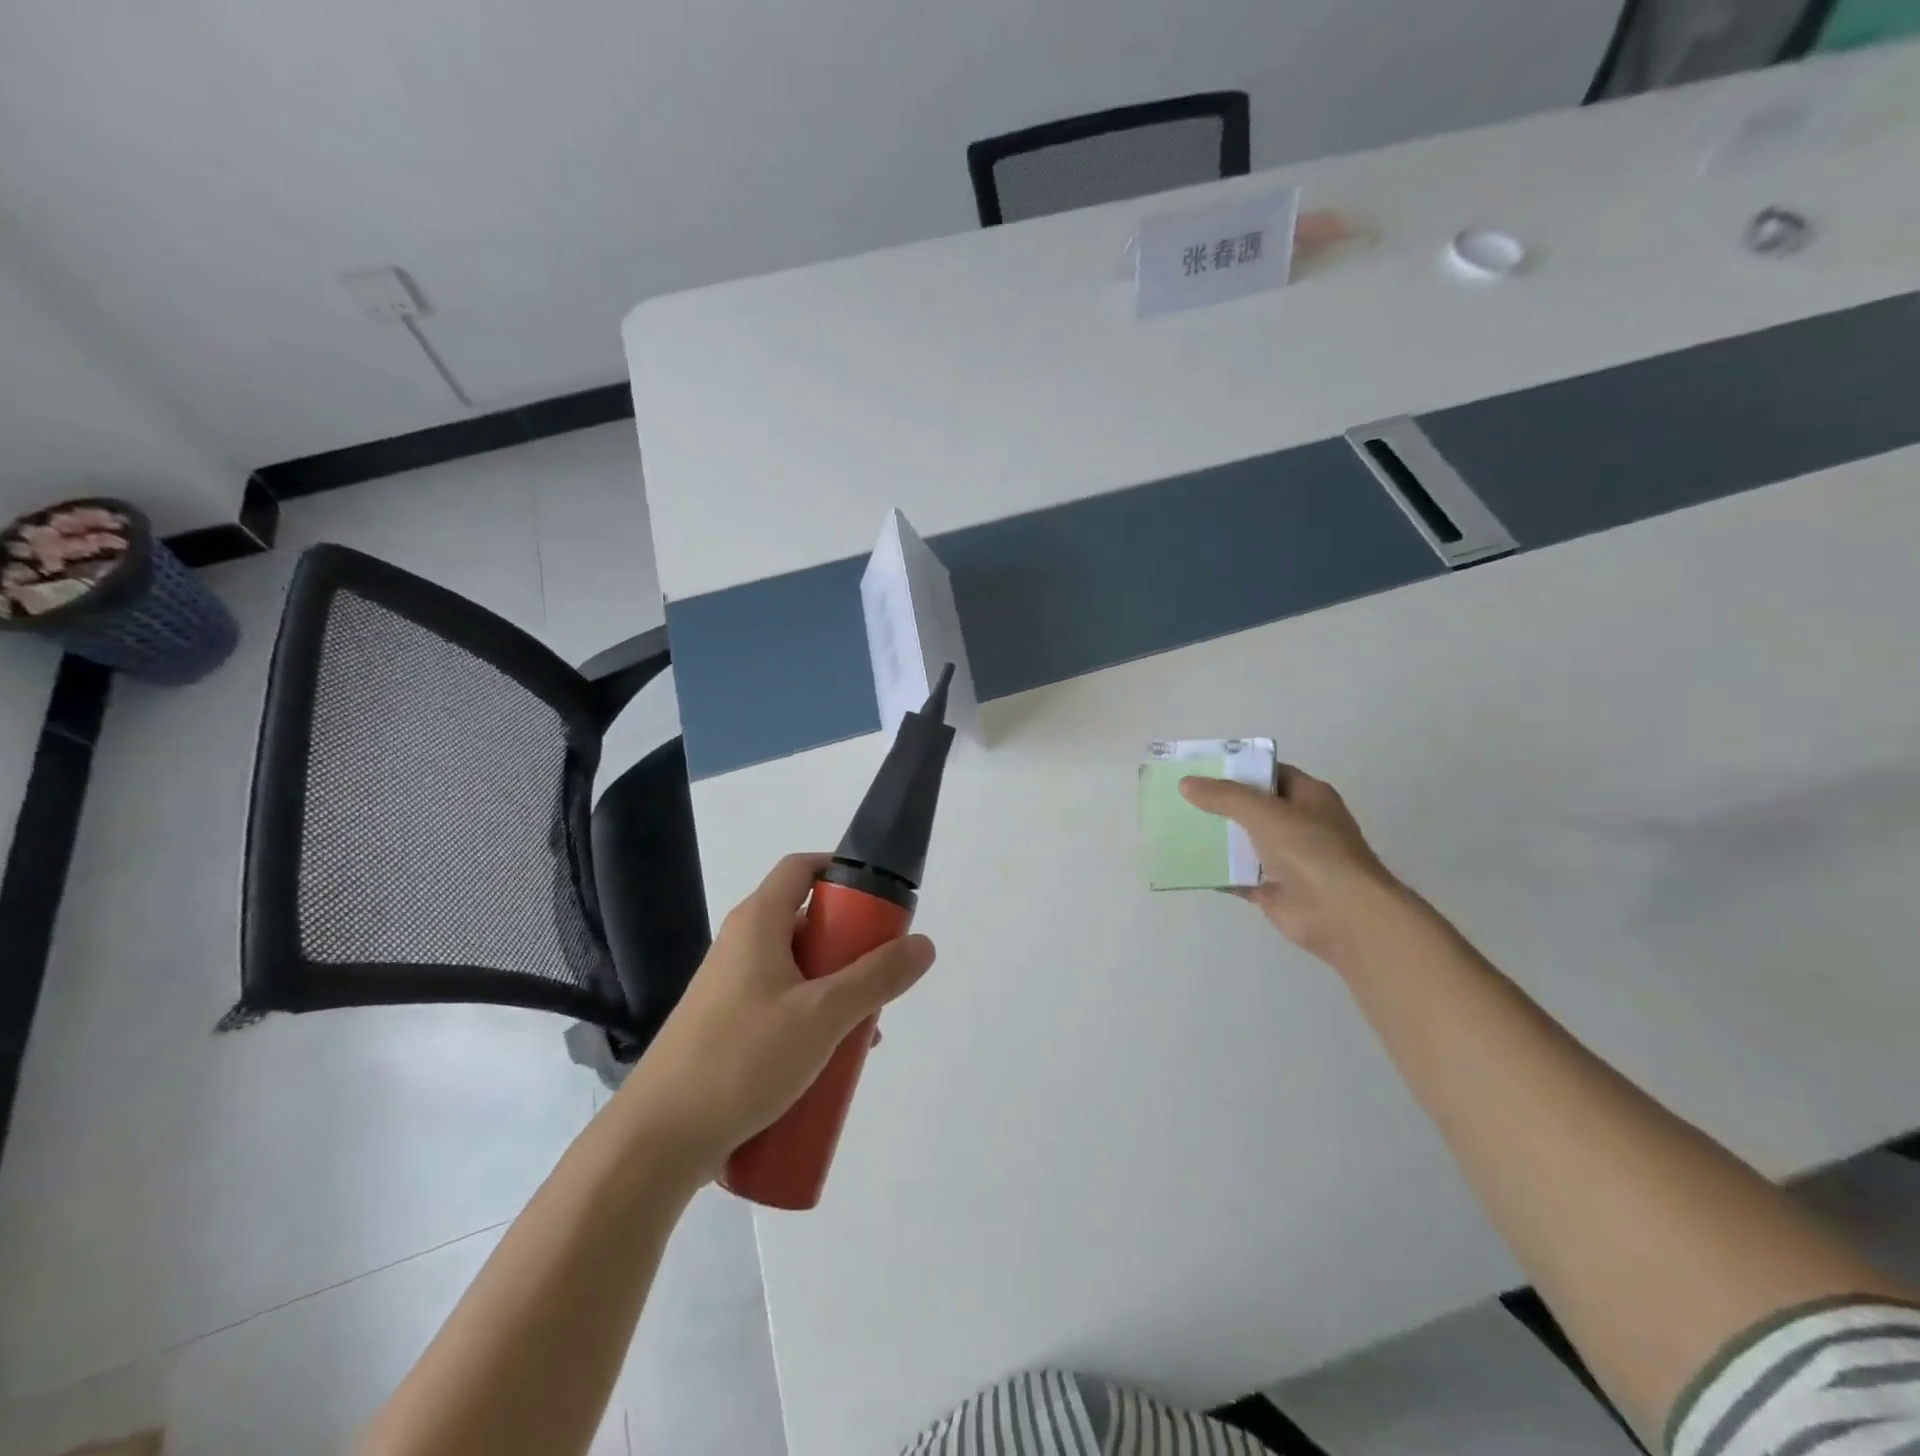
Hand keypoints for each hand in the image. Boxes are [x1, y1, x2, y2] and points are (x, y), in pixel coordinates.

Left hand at [617, 853, 935, 1179]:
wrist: (656, 1140)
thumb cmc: (741, 1059)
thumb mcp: (822, 1016)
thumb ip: (876, 978)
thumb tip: (924, 944)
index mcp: (758, 922)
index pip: (802, 868)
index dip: (842, 870)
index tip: (881, 899)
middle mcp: (741, 944)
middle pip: (806, 920)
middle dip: (851, 944)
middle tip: (882, 975)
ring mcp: (730, 987)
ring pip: (797, 968)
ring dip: (835, 988)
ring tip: (865, 1029)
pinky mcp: (726, 1026)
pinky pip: (781, 1004)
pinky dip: (812, 1017)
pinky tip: (832, 1060)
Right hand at [1180, 766, 1408, 964]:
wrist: (1341, 914)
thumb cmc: (1310, 850)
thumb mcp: (1264, 812)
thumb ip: (1224, 796)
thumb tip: (1185, 783)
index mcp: (1308, 797)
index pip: (1269, 773)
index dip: (1238, 768)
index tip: (1201, 768)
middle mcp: (1300, 824)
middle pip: (1253, 807)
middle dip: (1219, 803)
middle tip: (1180, 797)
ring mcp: (1288, 859)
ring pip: (1244, 842)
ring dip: (1216, 838)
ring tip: (1175, 827)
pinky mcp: (1274, 889)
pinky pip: (1239, 875)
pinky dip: (1217, 872)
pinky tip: (1187, 864)